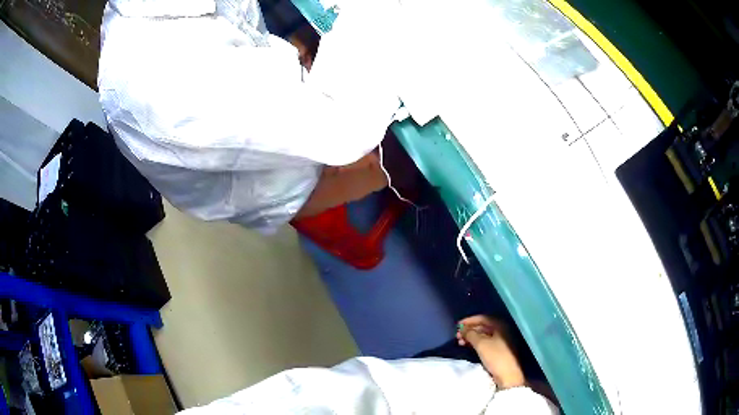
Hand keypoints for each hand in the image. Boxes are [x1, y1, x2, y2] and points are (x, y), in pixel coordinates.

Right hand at [456, 315, 525, 389]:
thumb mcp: (481, 344)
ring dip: (471, 337)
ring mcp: (501, 340)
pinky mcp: (499, 349)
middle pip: (483, 326)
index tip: (457, 326)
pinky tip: (468, 346)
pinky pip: (485, 342)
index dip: (469, 320)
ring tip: (460, 342)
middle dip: (469, 330)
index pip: (482, 318)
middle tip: (457, 336)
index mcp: (500, 325)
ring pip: (483, 335)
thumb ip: (470, 334)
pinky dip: (476, 343)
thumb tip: (463, 329)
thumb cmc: (496, 356)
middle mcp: (502, 330)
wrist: (508, 374)